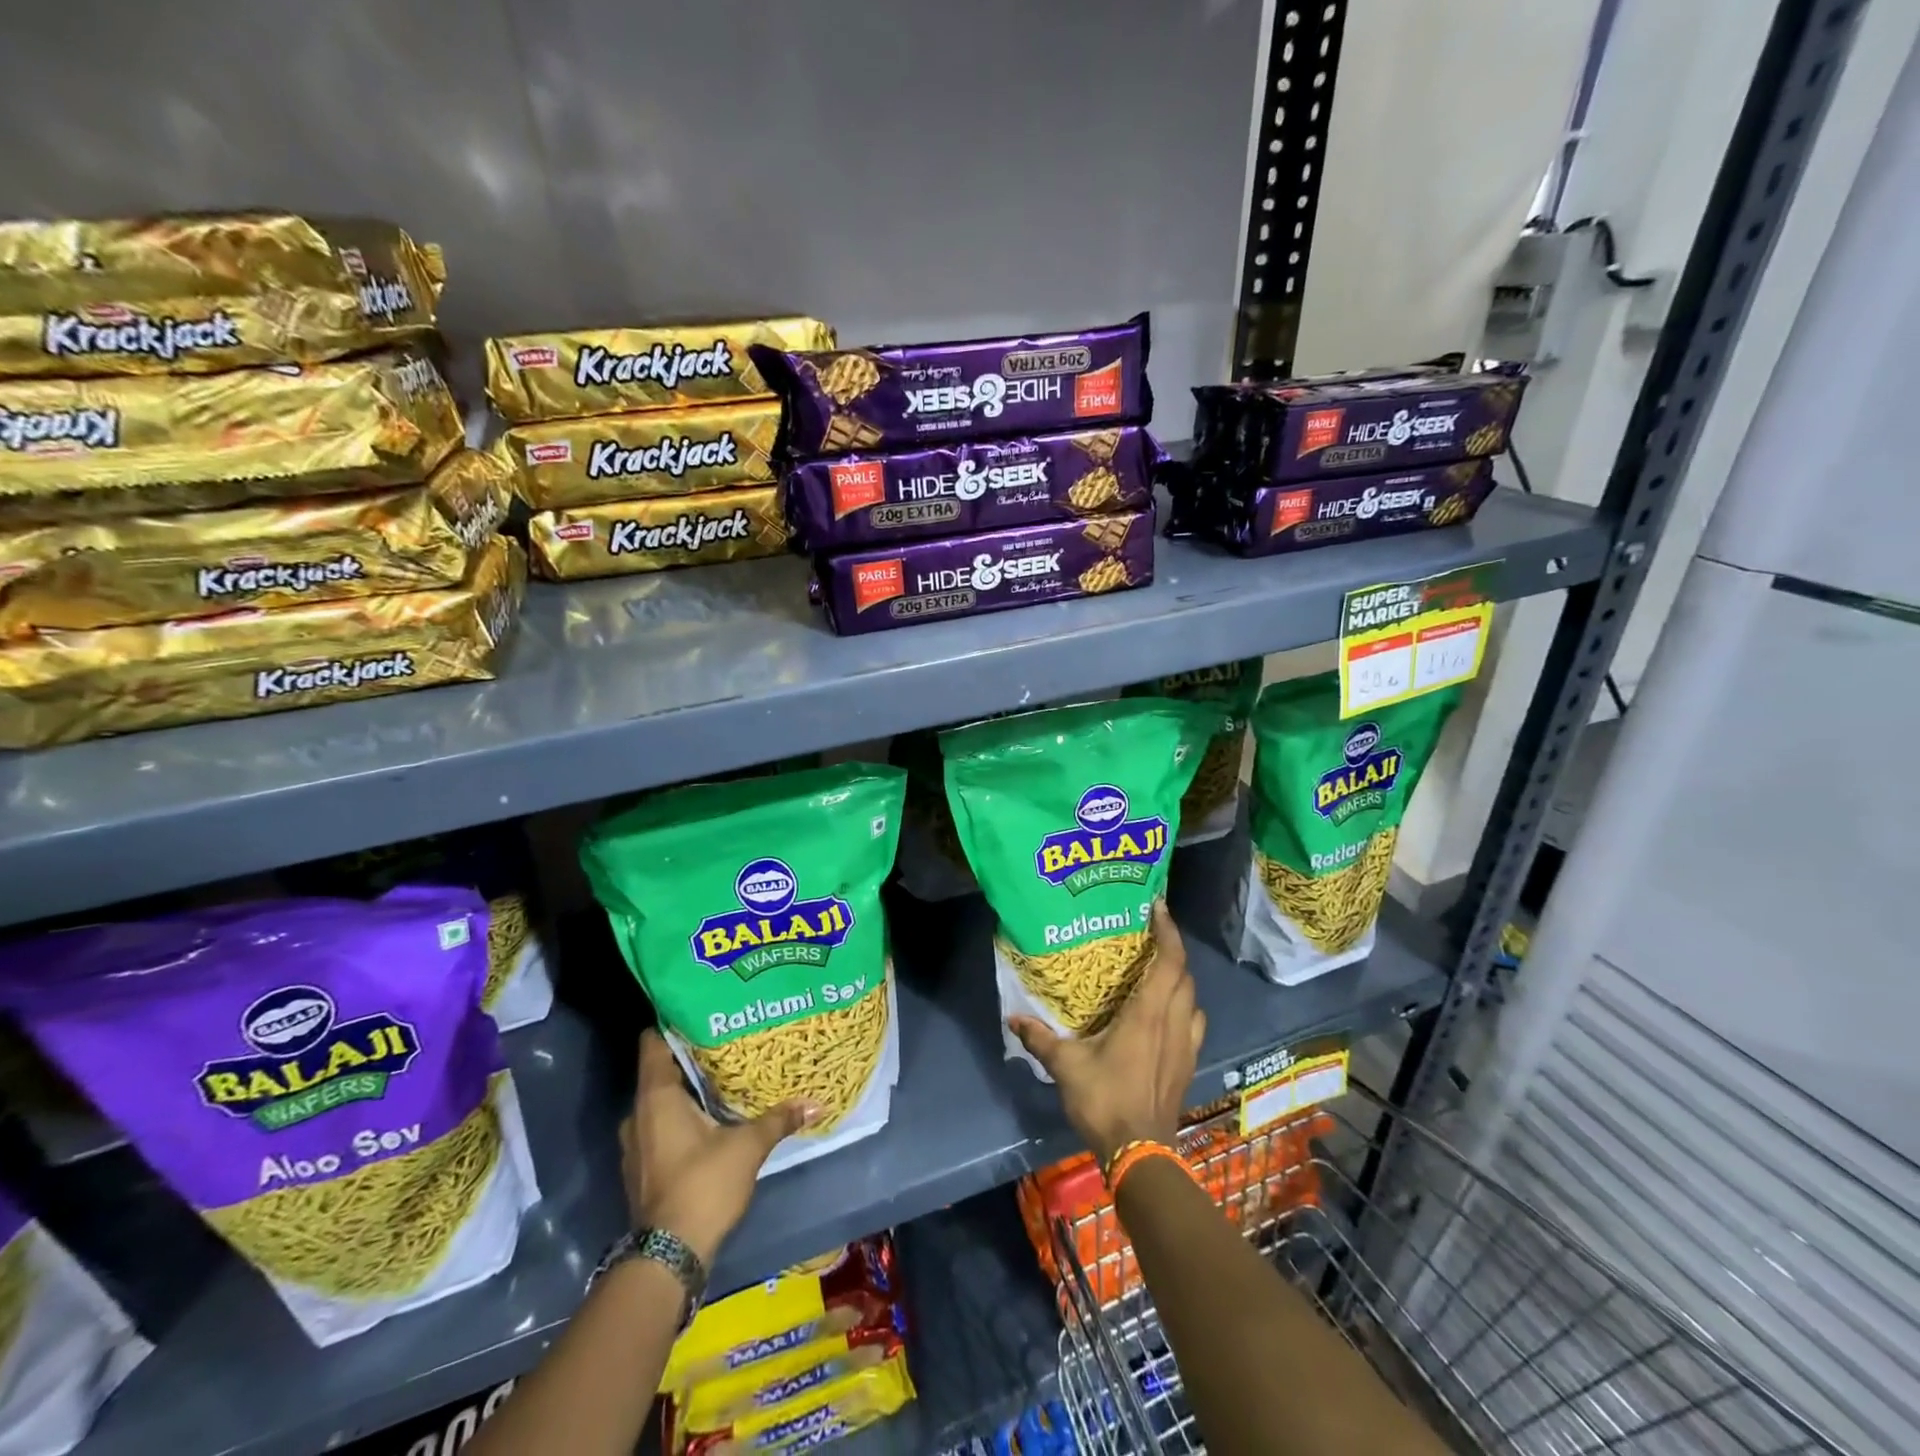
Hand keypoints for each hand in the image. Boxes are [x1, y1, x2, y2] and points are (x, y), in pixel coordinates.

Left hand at [622, 1030, 821, 1265]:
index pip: (653, 1043)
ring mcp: (637, 1144)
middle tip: (725, 1041)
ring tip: (722, 1076)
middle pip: (660, 1071)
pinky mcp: (643, 1168)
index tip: (703, 1010)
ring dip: (686, 1091)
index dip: (674, 1022)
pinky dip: (681, 1117)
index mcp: (656, 1097)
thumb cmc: (703, 1185)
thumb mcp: (748, 1146)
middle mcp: (638, 1115)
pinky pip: (660, 1126)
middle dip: (690, 1057)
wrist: (668, 1257)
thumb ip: (779, 1119)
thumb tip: (817, 1102)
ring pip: (660, 1101)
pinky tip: (710, 1117)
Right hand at [1008, 902, 1205, 1164]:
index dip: (1168, 930)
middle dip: (1173, 950)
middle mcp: (1173, 1022)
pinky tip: (1167, 1016)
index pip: (1169, 961)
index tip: (1158, 906)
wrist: (1141, 1153)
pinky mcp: (1188, 1064)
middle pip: (1184, 975)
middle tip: (1150, 937)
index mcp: (1148, 1013)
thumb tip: (1013, 1018)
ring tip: (1158, 973)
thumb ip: (1040, 1038)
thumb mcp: (1065, 1066)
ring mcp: (1185, 1045)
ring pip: (1193, 999)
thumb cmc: (1105, 1100)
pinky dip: (1185, 1009)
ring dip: (1181, 980)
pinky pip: (1194, 1023)